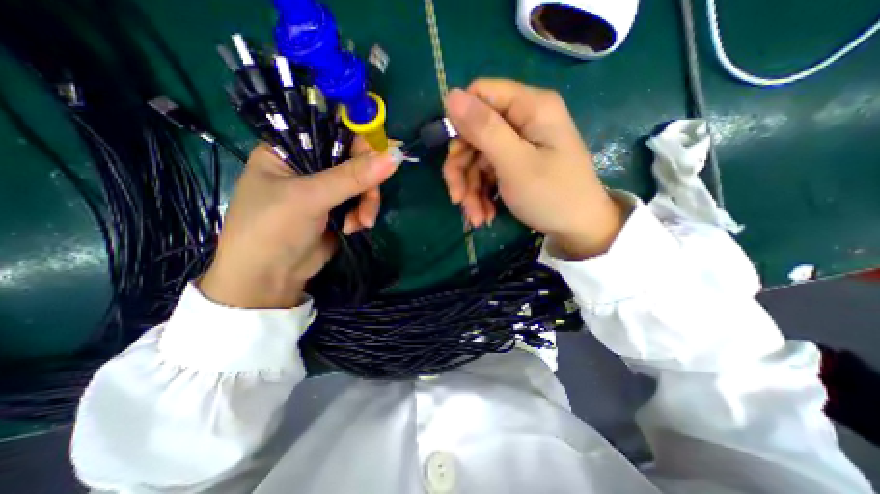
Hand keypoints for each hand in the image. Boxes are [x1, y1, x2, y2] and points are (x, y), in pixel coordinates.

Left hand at [199, 138, 399, 307]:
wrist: (270, 278)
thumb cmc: (274, 229)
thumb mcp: (311, 198)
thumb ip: (353, 176)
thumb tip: (395, 156)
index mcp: (290, 148)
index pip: (334, 131)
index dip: (362, 141)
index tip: (386, 155)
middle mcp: (309, 164)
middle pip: (355, 159)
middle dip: (366, 184)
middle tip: (368, 204)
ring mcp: (326, 188)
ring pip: (363, 183)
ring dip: (367, 204)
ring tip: (360, 224)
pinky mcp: (338, 208)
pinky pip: (362, 201)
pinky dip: (363, 214)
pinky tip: (354, 228)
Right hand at [440, 77, 623, 257]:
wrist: (578, 229)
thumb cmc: (552, 195)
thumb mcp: (515, 163)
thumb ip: (484, 129)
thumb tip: (450, 95)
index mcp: (530, 107)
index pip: (480, 95)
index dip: (461, 122)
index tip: (454, 156)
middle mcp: (523, 121)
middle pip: (475, 133)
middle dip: (462, 169)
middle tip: (457, 198)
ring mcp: (518, 145)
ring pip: (477, 159)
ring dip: (471, 190)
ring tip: (476, 217)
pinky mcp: (515, 165)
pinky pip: (488, 174)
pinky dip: (482, 196)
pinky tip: (485, 215)